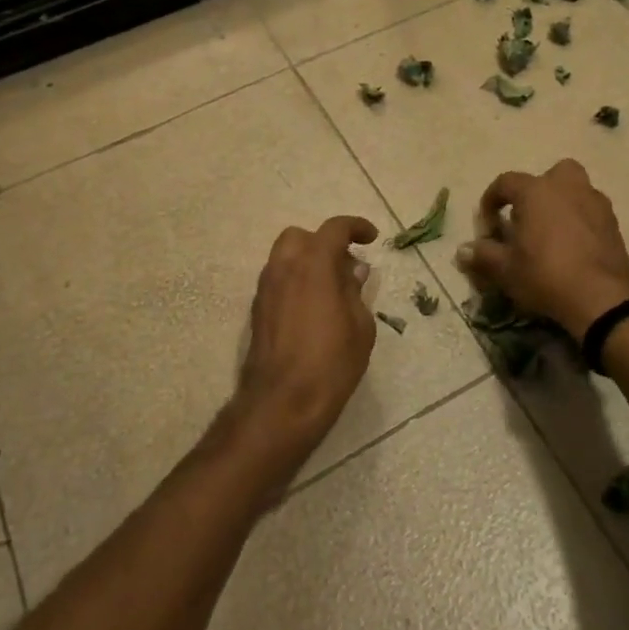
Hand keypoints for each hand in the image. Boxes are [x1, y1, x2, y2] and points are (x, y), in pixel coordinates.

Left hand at [226, 215, 379, 482]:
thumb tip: (353, 270)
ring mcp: (266, 288)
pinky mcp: (257, 310)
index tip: (371, 238)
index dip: (355, 226)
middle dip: (323, 242)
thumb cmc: (331, 363)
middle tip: (346, 264)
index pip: (334, 229)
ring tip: (332, 288)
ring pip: (285, 257)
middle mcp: (284, 268)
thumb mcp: (360, 326)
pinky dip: (296, 280)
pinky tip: (313, 307)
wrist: (282, 402)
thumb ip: (355, 291)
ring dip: (308, 262)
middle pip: (300, 237)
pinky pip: (278, 279)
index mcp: (314, 265)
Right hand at [457, 160, 628, 341]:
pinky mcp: (614, 224)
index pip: (506, 182)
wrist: (602, 298)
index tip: (487, 224)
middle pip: (550, 175)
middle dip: (537, 191)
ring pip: (575, 191)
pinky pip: (590, 212)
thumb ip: (483, 255)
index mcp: (536, 191)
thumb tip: (462, 251)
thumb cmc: (545, 275)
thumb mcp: (506, 269)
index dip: (491, 200)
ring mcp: (595, 203)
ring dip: (561, 205)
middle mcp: (567, 187)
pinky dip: (580, 222)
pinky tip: (573, 248)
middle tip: (527, 219)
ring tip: (551, 235)